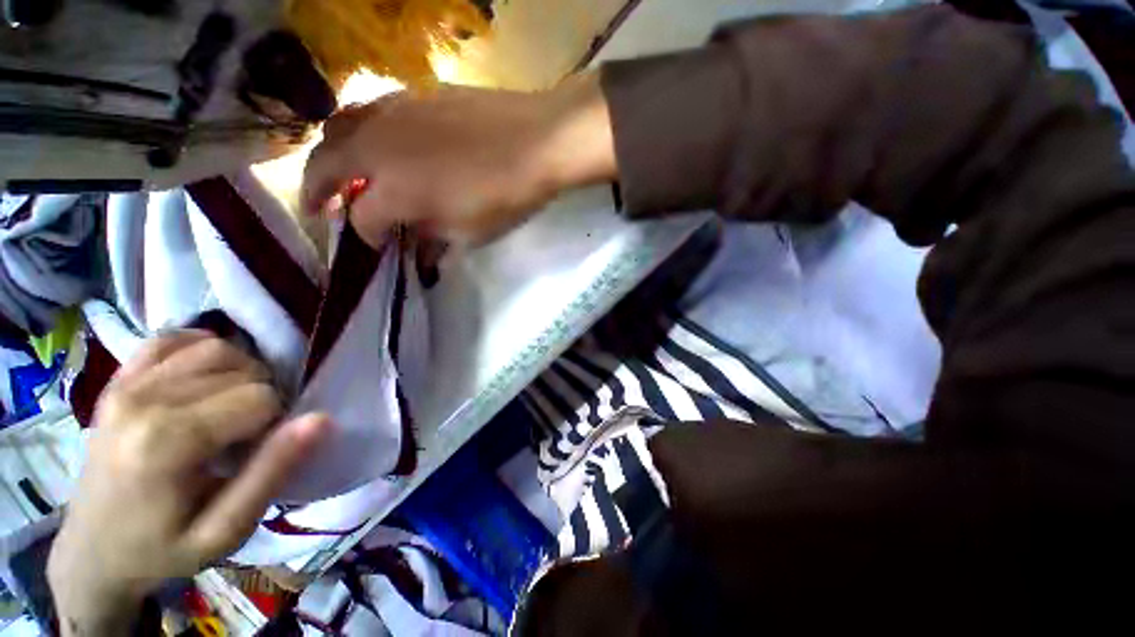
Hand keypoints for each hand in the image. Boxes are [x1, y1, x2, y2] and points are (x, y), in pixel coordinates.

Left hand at [48, 332, 328, 635]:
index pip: (260, 398)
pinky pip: (173, 338)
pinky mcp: (118, 379)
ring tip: (232, 407)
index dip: (277, 421)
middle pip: (242, 369)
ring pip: (216, 347)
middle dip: (263, 396)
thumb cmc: (164, 549)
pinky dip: (203, 347)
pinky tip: (208, 376)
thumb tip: (321, 419)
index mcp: (167, 442)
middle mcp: (144, 399)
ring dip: (242, 372)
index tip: (260, 451)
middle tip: (249, 435)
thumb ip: (272, 472)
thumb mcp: (226, 530)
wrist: (93, 552)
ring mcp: (126, 384)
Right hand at [301, 73, 616, 247]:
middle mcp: (378, 147)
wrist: (537, 141)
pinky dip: (358, 130)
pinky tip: (374, 142)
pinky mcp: (412, 94)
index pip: (362, 219)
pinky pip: (369, 110)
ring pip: (337, 128)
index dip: (366, 237)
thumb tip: (418, 247)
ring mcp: (391, 113)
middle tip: (316, 207)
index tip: (378, 245)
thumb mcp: (469, 233)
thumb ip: (433, 239)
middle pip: (325, 166)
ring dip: (329, 155)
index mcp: (394, 191)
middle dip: (314, 191)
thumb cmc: (505, 196)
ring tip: (336, 173)